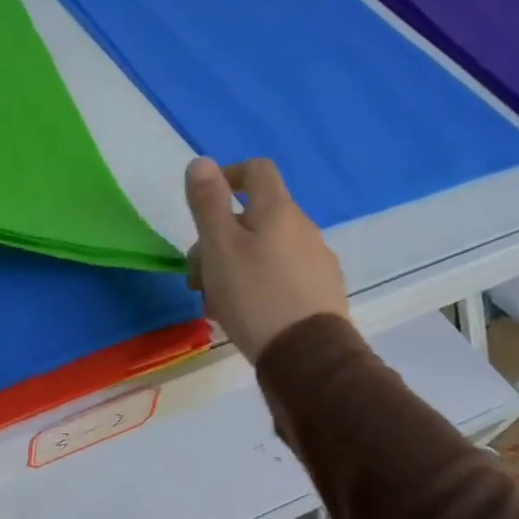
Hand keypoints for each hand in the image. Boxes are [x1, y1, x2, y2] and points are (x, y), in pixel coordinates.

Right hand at [183, 156, 348, 362]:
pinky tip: (243, 313)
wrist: (308, 357)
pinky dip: (257, 282)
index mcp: (278, 210)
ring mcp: (316, 260)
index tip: (205, 202)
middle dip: (218, 238)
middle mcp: (303, 228)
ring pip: (264, 249)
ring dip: (233, 264)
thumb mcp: (219, 246)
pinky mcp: (321, 291)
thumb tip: (202, 161)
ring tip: (213, 301)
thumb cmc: (254, 294)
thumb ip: (208, 202)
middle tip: (197, 274)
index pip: (257, 170)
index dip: (228, 175)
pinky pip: (281, 274)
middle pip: (255, 216)